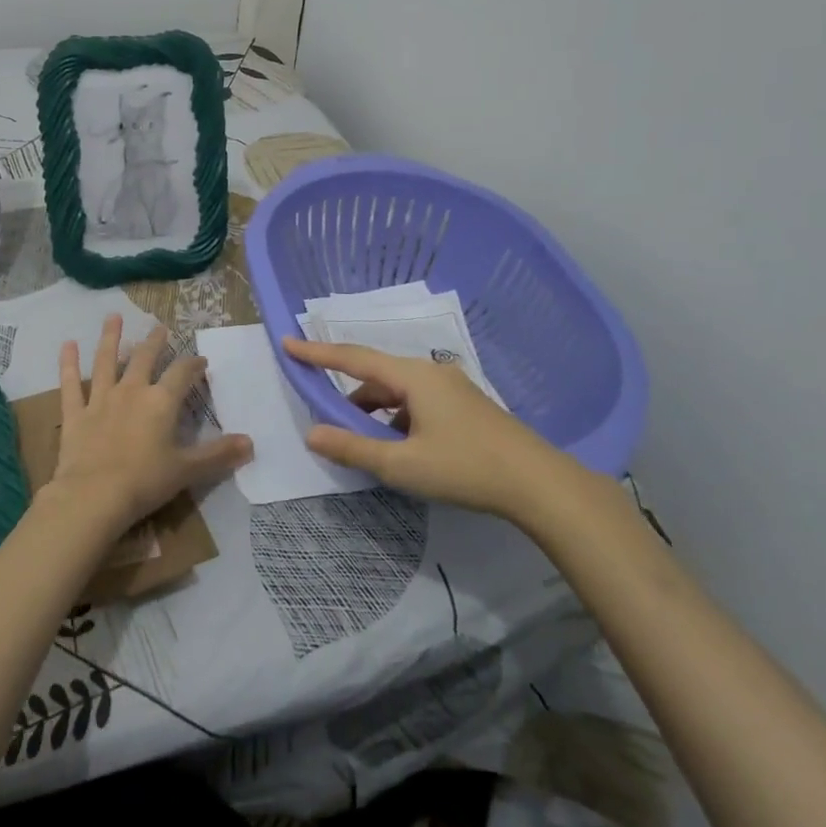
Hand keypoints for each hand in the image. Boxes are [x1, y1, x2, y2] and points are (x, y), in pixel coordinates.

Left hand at [52, 316, 252, 535]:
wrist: (93, 496)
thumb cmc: (145, 482)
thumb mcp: (187, 470)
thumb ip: (218, 454)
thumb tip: (251, 443)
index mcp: (161, 402)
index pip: (182, 374)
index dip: (193, 365)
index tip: (200, 360)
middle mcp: (131, 391)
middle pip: (144, 358)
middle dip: (154, 342)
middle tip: (160, 327)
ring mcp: (100, 400)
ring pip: (106, 361)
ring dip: (110, 338)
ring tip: (113, 317)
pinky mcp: (75, 414)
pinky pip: (70, 384)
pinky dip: (67, 364)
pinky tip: (67, 344)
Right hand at [282, 337, 590, 530]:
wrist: (538, 484)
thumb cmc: (465, 468)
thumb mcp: (402, 465)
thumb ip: (353, 448)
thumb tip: (311, 433)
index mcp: (412, 377)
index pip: (353, 358)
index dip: (317, 353)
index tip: (287, 342)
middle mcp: (430, 373)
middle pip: (376, 376)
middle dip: (348, 396)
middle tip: (327, 419)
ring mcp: (451, 388)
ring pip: (398, 393)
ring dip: (375, 412)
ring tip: (364, 444)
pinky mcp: (465, 406)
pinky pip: (417, 403)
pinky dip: (397, 419)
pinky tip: (400, 449)